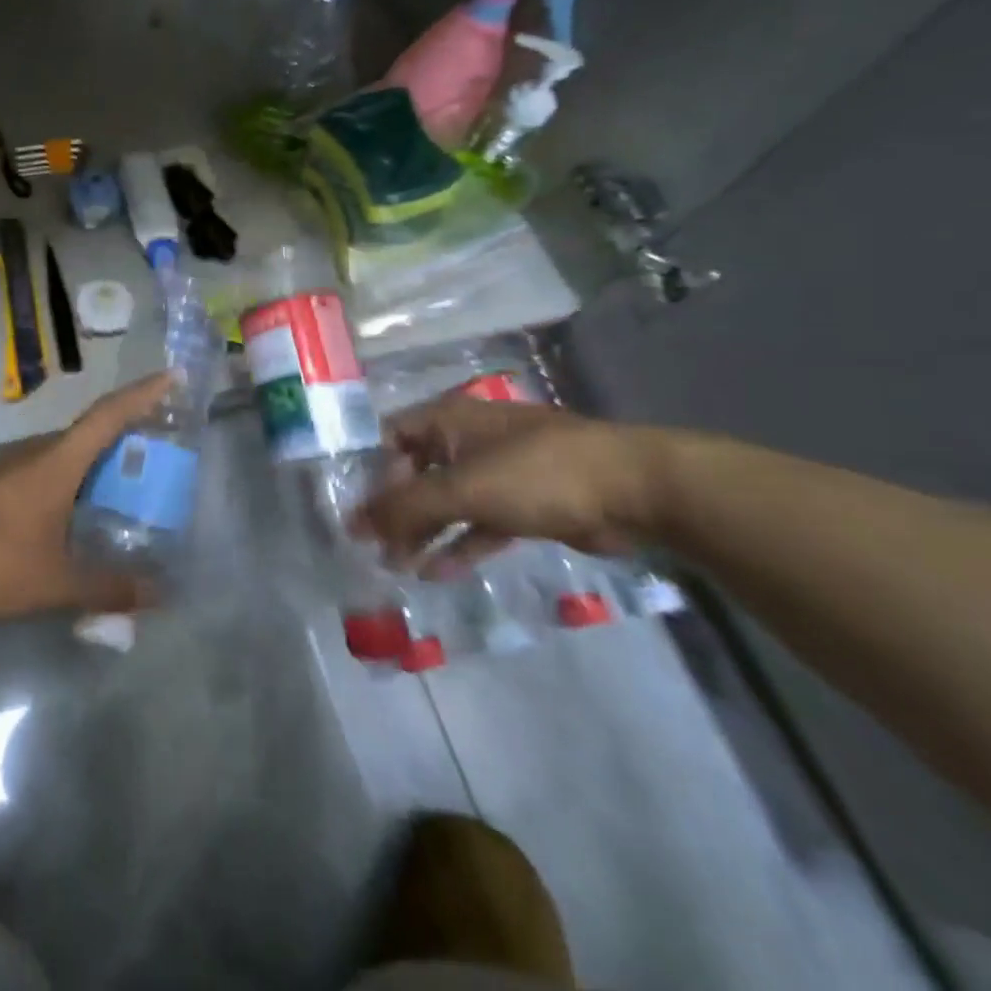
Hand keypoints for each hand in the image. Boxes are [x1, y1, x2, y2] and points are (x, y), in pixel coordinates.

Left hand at [0, 372, 174, 626]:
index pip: (108, 416)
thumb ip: (105, 588)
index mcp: (55, 463)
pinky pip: (43, 480)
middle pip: (89, 434)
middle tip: (161, 453)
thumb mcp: (52, 583)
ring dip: (96, 467)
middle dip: (127, 436)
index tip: (172, 377)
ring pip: (64, 460)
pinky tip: (75, 521)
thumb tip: (158, 594)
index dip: (143, 395)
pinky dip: (70, 489)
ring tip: (126, 491)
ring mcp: (7, 473)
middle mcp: (33, 457)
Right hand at [355, 394, 669, 572]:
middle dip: (395, 510)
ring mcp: (497, 472)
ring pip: (447, 501)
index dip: (371, 473)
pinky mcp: (523, 503)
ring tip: (397, 566)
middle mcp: (466, 439)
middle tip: (374, 548)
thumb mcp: (463, 489)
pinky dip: (459, 544)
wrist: (637, 490)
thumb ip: (406, 507)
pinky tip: (437, 572)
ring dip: (423, 532)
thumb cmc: (537, 474)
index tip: (359, 513)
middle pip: (416, 473)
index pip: (390, 439)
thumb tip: (353, 524)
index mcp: (447, 419)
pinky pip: (478, 523)